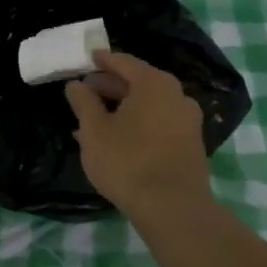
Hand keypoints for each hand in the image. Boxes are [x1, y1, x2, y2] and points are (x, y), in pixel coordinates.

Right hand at [65, 50, 212, 220]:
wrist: (171, 207)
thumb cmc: (127, 161)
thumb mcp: (94, 131)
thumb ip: (83, 103)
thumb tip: (76, 85)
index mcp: (154, 84)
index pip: (124, 62)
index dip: (102, 60)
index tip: (87, 59)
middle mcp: (176, 95)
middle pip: (139, 83)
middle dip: (110, 86)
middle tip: (86, 92)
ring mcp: (187, 121)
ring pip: (148, 106)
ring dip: (121, 109)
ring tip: (95, 120)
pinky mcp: (190, 144)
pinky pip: (158, 123)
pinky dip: (136, 124)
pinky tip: (116, 140)